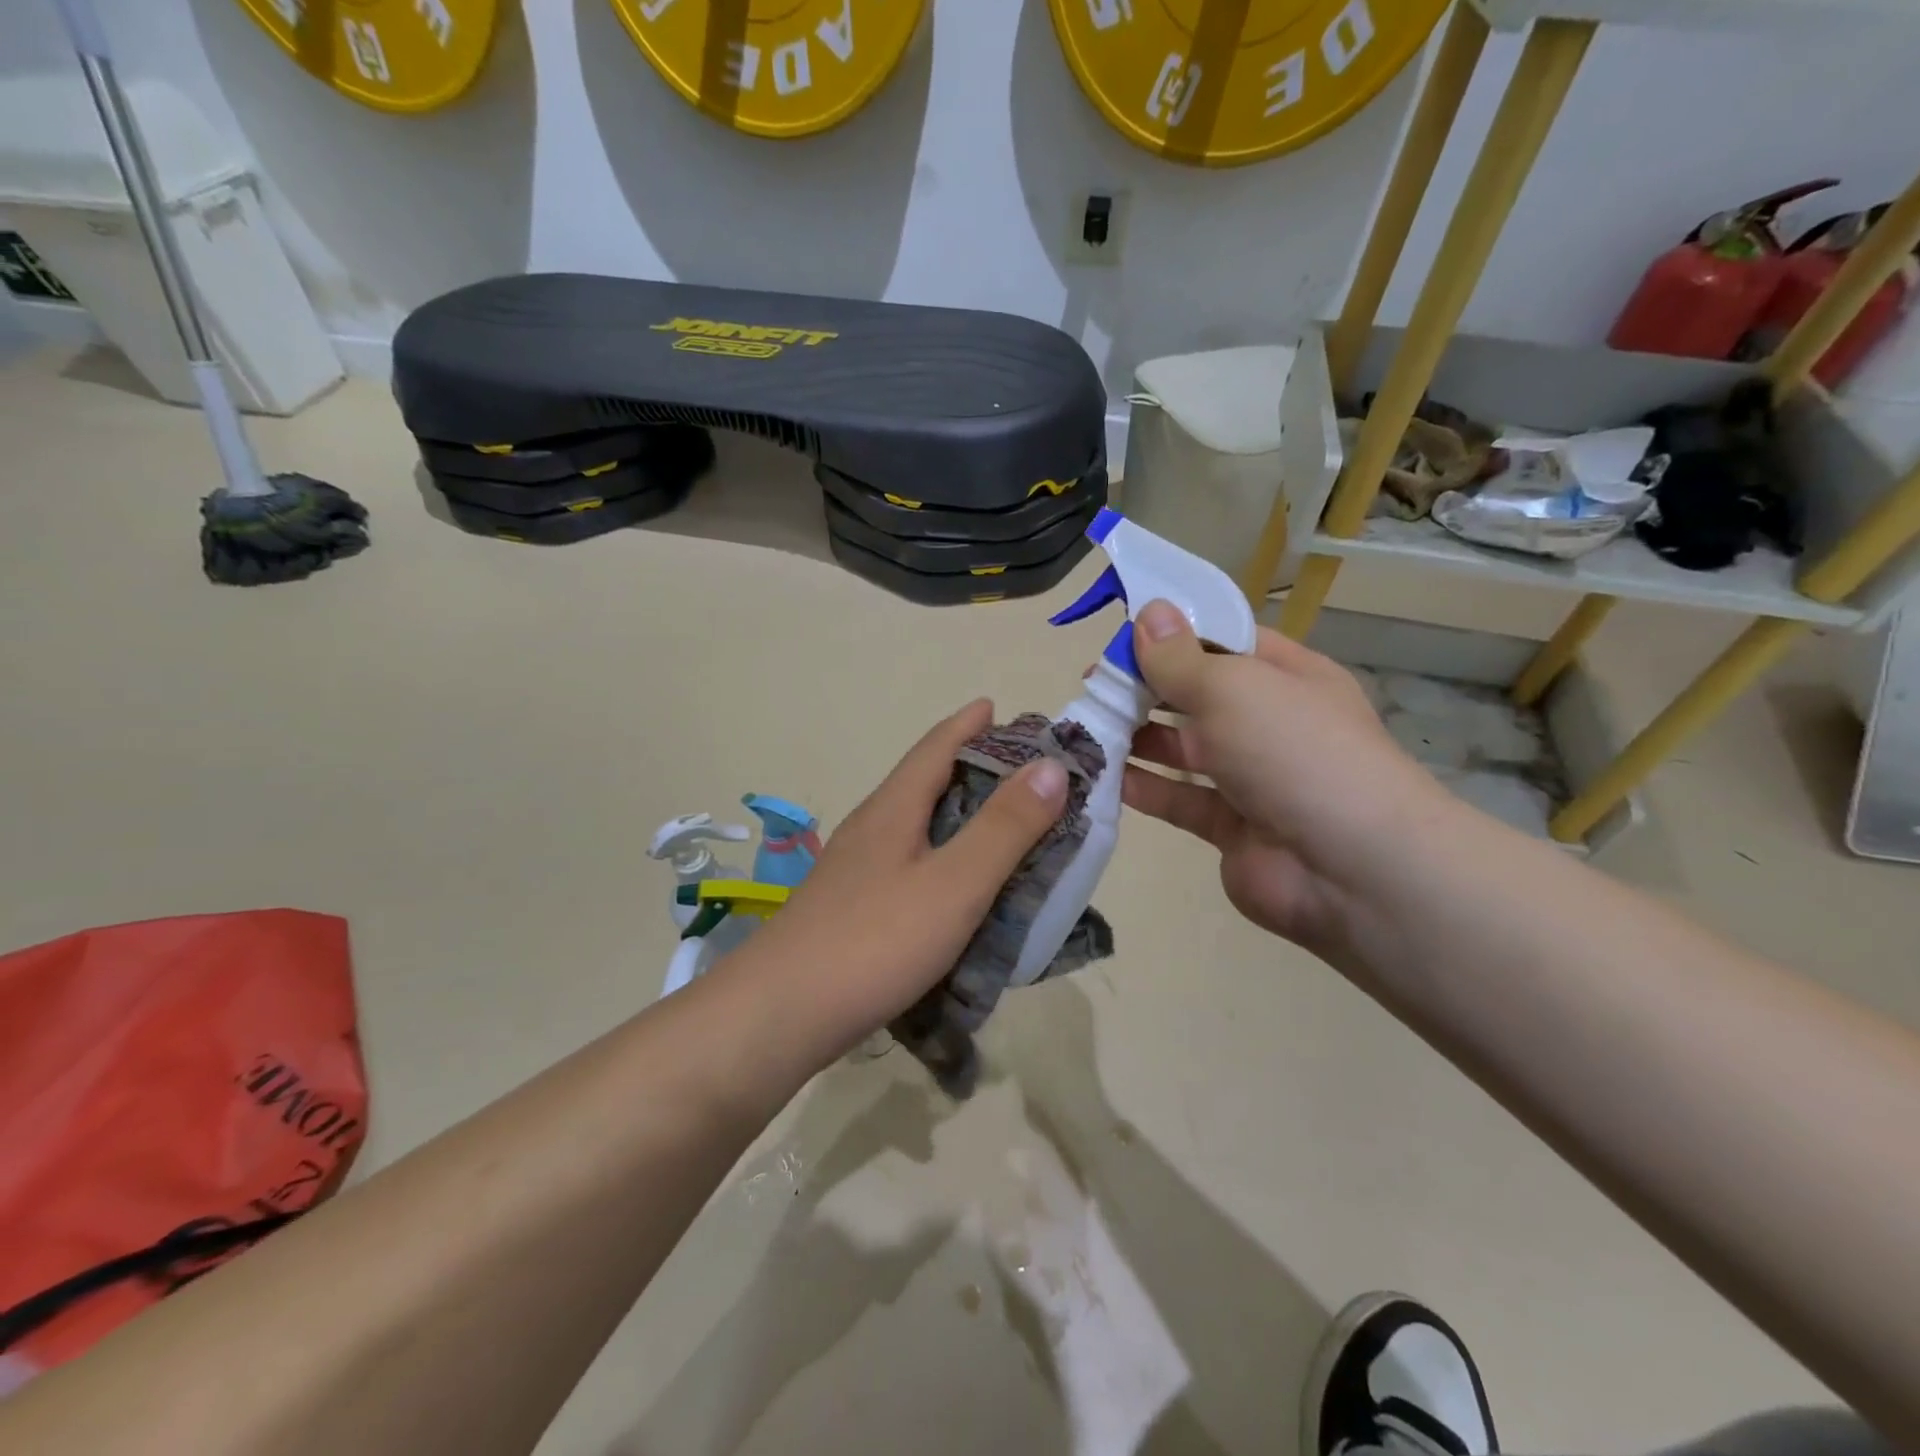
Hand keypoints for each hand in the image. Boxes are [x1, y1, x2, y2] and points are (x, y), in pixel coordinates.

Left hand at [743, 700, 1067, 1063]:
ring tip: (995, 824)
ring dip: (953, 813)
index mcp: (893, 809)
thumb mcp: (955, 883)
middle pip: (922, 781)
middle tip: (1017, 771)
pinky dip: (940, 856)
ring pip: (913, 824)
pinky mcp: (851, 908)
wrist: (780, 1014)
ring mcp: (854, 870)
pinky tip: (953, 885)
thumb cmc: (875, 940)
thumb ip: (1005, 827)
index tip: (996, 707)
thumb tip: (1050, 766)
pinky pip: (906, 863)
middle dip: (967, 767)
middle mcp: (870, 828)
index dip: (967, 725)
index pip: (935, 748)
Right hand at [1121, 600, 1456, 957]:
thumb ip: (1180, 658)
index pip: (1222, 642)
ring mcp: (1251, 777)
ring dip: (1138, 738)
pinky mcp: (1230, 826)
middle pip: (1196, 695)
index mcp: (1285, 676)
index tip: (1118, 637)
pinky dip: (1145, 787)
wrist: (1350, 869)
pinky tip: (1104, 776)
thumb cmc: (1294, 752)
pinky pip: (1179, 798)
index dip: (1172, 636)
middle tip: (1092, 687)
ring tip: (1087, 729)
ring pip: (1183, 749)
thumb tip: (1149, 611)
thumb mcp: (1233, 689)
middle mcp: (1268, 722)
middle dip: (1145, 689)